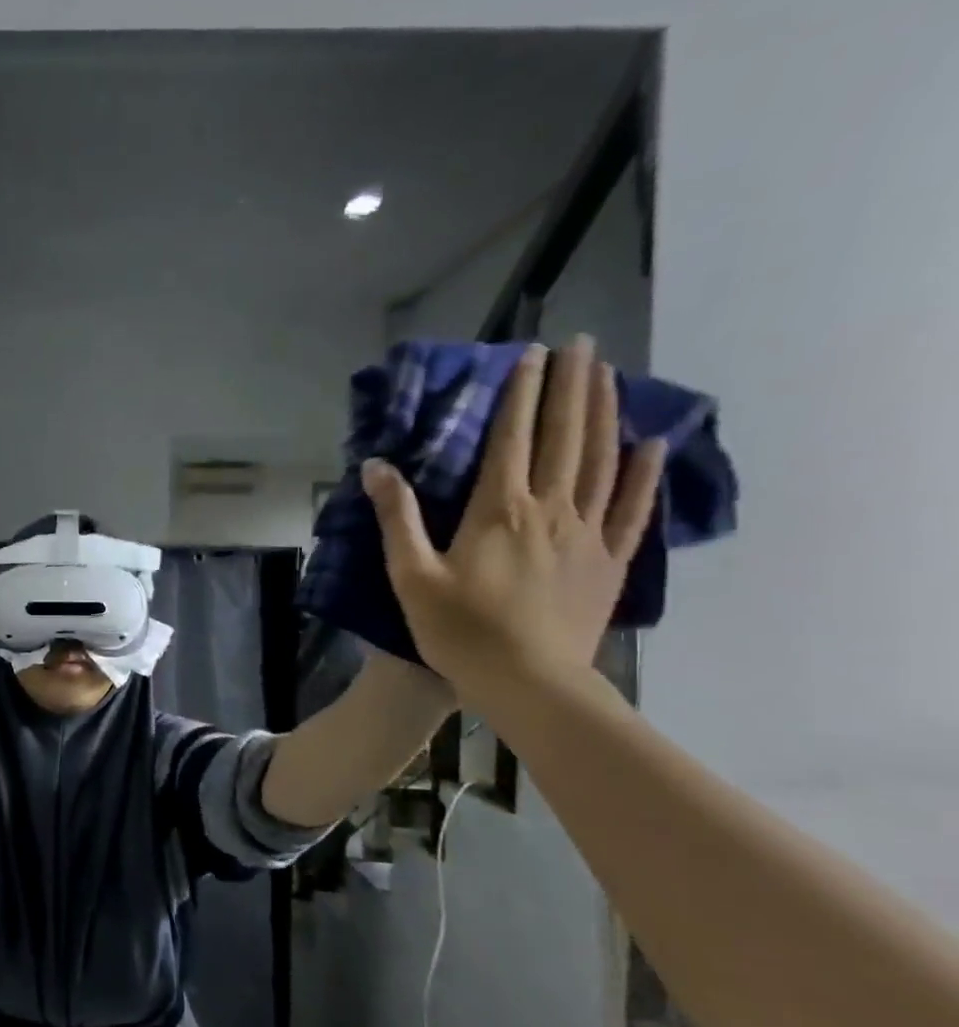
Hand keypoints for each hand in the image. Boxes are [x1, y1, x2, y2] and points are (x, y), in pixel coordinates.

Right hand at [361, 336, 666, 700]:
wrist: (528, 683)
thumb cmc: (459, 631)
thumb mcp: (411, 576)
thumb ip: (396, 518)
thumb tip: (375, 467)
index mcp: (498, 511)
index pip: (512, 438)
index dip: (521, 394)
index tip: (530, 354)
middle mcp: (549, 510)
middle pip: (565, 436)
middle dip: (572, 386)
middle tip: (581, 343)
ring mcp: (587, 534)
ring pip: (603, 461)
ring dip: (605, 413)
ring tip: (609, 374)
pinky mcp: (609, 562)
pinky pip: (633, 508)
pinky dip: (645, 473)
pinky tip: (652, 443)